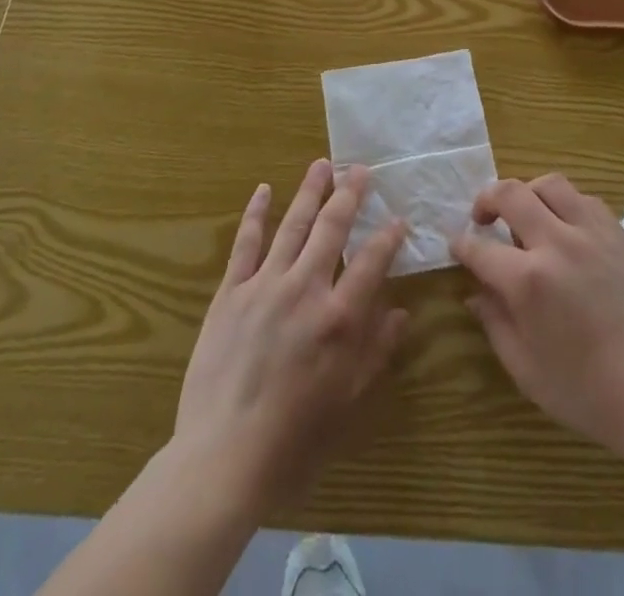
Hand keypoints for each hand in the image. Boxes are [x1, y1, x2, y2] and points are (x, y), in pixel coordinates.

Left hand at [173, 159, 409, 521]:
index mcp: (339, 318)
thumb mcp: (348, 402)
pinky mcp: (230, 293)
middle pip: (332, 228)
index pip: (372, 262)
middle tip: (360, 169)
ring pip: (293, 225)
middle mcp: (305, 289)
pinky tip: (264, 190)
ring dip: (309, 192)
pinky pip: (245, 244)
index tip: (399, 218)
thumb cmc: (294, 439)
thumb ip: (376, 351)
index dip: (389, 237)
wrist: (221, 457)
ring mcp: (264, 285)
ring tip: (322, 165)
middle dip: (349, 195)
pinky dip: (256, 213)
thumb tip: (401, 312)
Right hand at [453, 174, 623, 464]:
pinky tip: (564, 228)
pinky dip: (564, 203)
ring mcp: (591, 233)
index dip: (461, 245)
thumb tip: (475, 294)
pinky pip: (583, 199)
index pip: (479, 248)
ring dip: (527, 193)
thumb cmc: (591, 394)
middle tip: (482, 219)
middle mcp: (556, 243)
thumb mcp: (528, 372)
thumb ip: (496, 325)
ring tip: (524, 216)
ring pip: (549, 184)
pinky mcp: (619, 234)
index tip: (456, 246)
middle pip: (510, 193)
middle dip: (486, 199)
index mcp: (528, 280)